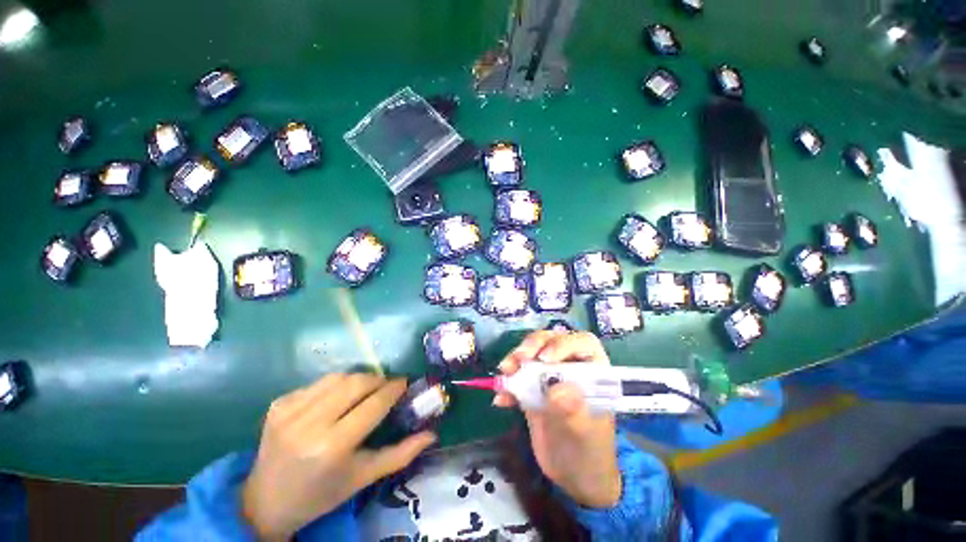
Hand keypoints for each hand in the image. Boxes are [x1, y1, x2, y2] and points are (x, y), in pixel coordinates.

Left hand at [241, 374, 436, 539]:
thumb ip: (401, 454)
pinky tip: (336, 400)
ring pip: (338, 377)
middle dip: (378, 379)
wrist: (266, 501)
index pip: (374, 404)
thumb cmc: (322, 494)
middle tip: (387, 386)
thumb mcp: (364, 477)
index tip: (405, 382)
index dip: (393, 389)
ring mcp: (289, 411)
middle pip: (356, 383)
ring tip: (364, 391)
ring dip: (358, 380)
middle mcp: (310, 425)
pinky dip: (335, 386)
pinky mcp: (278, 404)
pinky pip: (318, 383)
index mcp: (333, 447)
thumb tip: (432, 433)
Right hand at [495, 330, 621, 508]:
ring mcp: (550, 376)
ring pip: (532, 354)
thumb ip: (573, 411)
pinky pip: (518, 377)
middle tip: (517, 359)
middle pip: (551, 341)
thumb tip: (557, 387)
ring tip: (504, 373)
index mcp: (593, 371)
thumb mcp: (583, 435)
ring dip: (515, 360)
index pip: (582, 342)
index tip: (544, 358)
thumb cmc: (588, 453)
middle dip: (532, 346)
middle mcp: (570, 367)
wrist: (574, 477)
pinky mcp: (533, 387)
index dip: (563, 343)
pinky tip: (501, 400)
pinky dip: (508, 384)